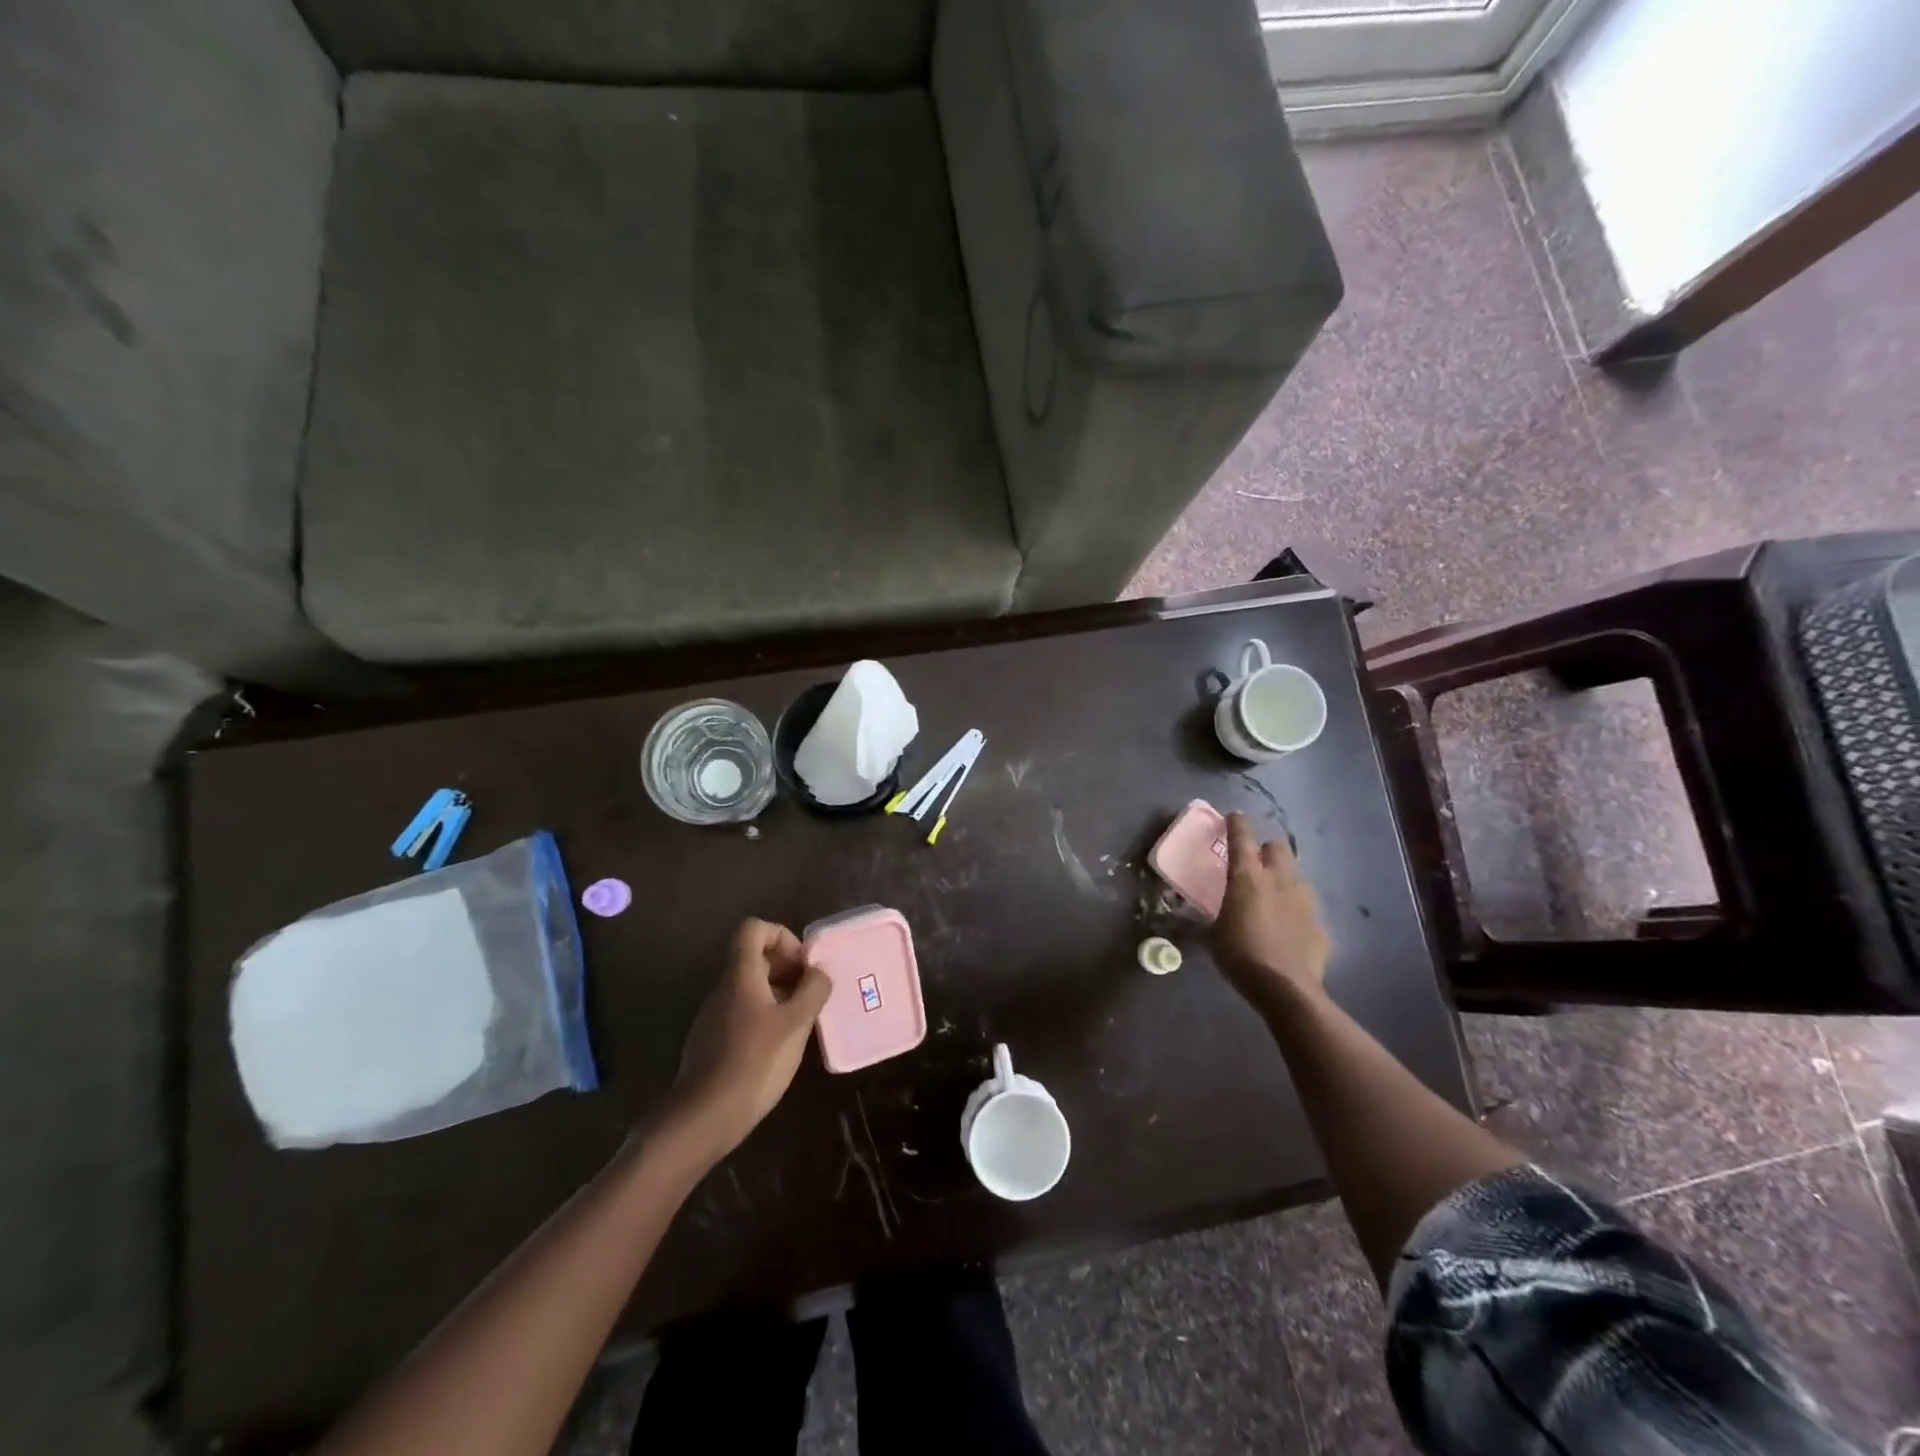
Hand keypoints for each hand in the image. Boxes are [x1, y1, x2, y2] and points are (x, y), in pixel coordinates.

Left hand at [663, 919, 831, 1162]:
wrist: (704, 1118)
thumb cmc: (755, 1062)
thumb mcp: (796, 1023)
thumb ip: (813, 990)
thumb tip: (820, 972)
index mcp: (741, 974)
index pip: (754, 929)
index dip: (782, 936)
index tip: (803, 964)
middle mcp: (724, 988)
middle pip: (755, 957)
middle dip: (788, 967)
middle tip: (812, 993)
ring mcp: (715, 1015)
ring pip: (751, 987)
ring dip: (780, 994)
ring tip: (804, 1020)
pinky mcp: (713, 1041)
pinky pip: (744, 1012)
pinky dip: (766, 1016)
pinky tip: (782, 1045)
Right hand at [1209, 813, 1331, 1017]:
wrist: (1287, 989)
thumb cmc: (1240, 956)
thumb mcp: (1212, 936)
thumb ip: (1208, 919)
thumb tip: (1194, 916)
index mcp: (1247, 878)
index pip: (1241, 838)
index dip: (1237, 824)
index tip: (1234, 816)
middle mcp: (1279, 880)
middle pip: (1278, 848)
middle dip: (1267, 848)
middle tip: (1256, 859)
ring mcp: (1304, 901)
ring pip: (1296, 876)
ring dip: (1284, 879)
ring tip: (1273, 895)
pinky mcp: (1320, 925)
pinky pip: (1306, 909)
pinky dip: (1296, 913)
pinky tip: (1288, 929)